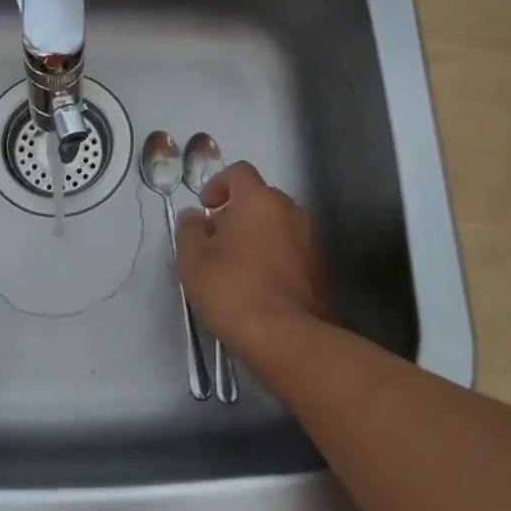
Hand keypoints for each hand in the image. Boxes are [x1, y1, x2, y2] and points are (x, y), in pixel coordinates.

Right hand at [175, 162, 332, 362]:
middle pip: (260, 198)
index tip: (206, 209)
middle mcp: (290, 210)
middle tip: (217, 242)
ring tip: (238, 267)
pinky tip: (261, 286)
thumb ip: (190, 230)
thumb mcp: (193, 261)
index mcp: (259, 200)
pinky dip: (275, 256)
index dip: (219, 184)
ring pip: (278, 225)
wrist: (287, 338)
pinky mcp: (321, 268)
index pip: (239, 172)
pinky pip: (292, 249)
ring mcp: (311, 239)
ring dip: (258, 235)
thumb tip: (195, 216)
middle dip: (237, 213)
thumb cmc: (232, 290)